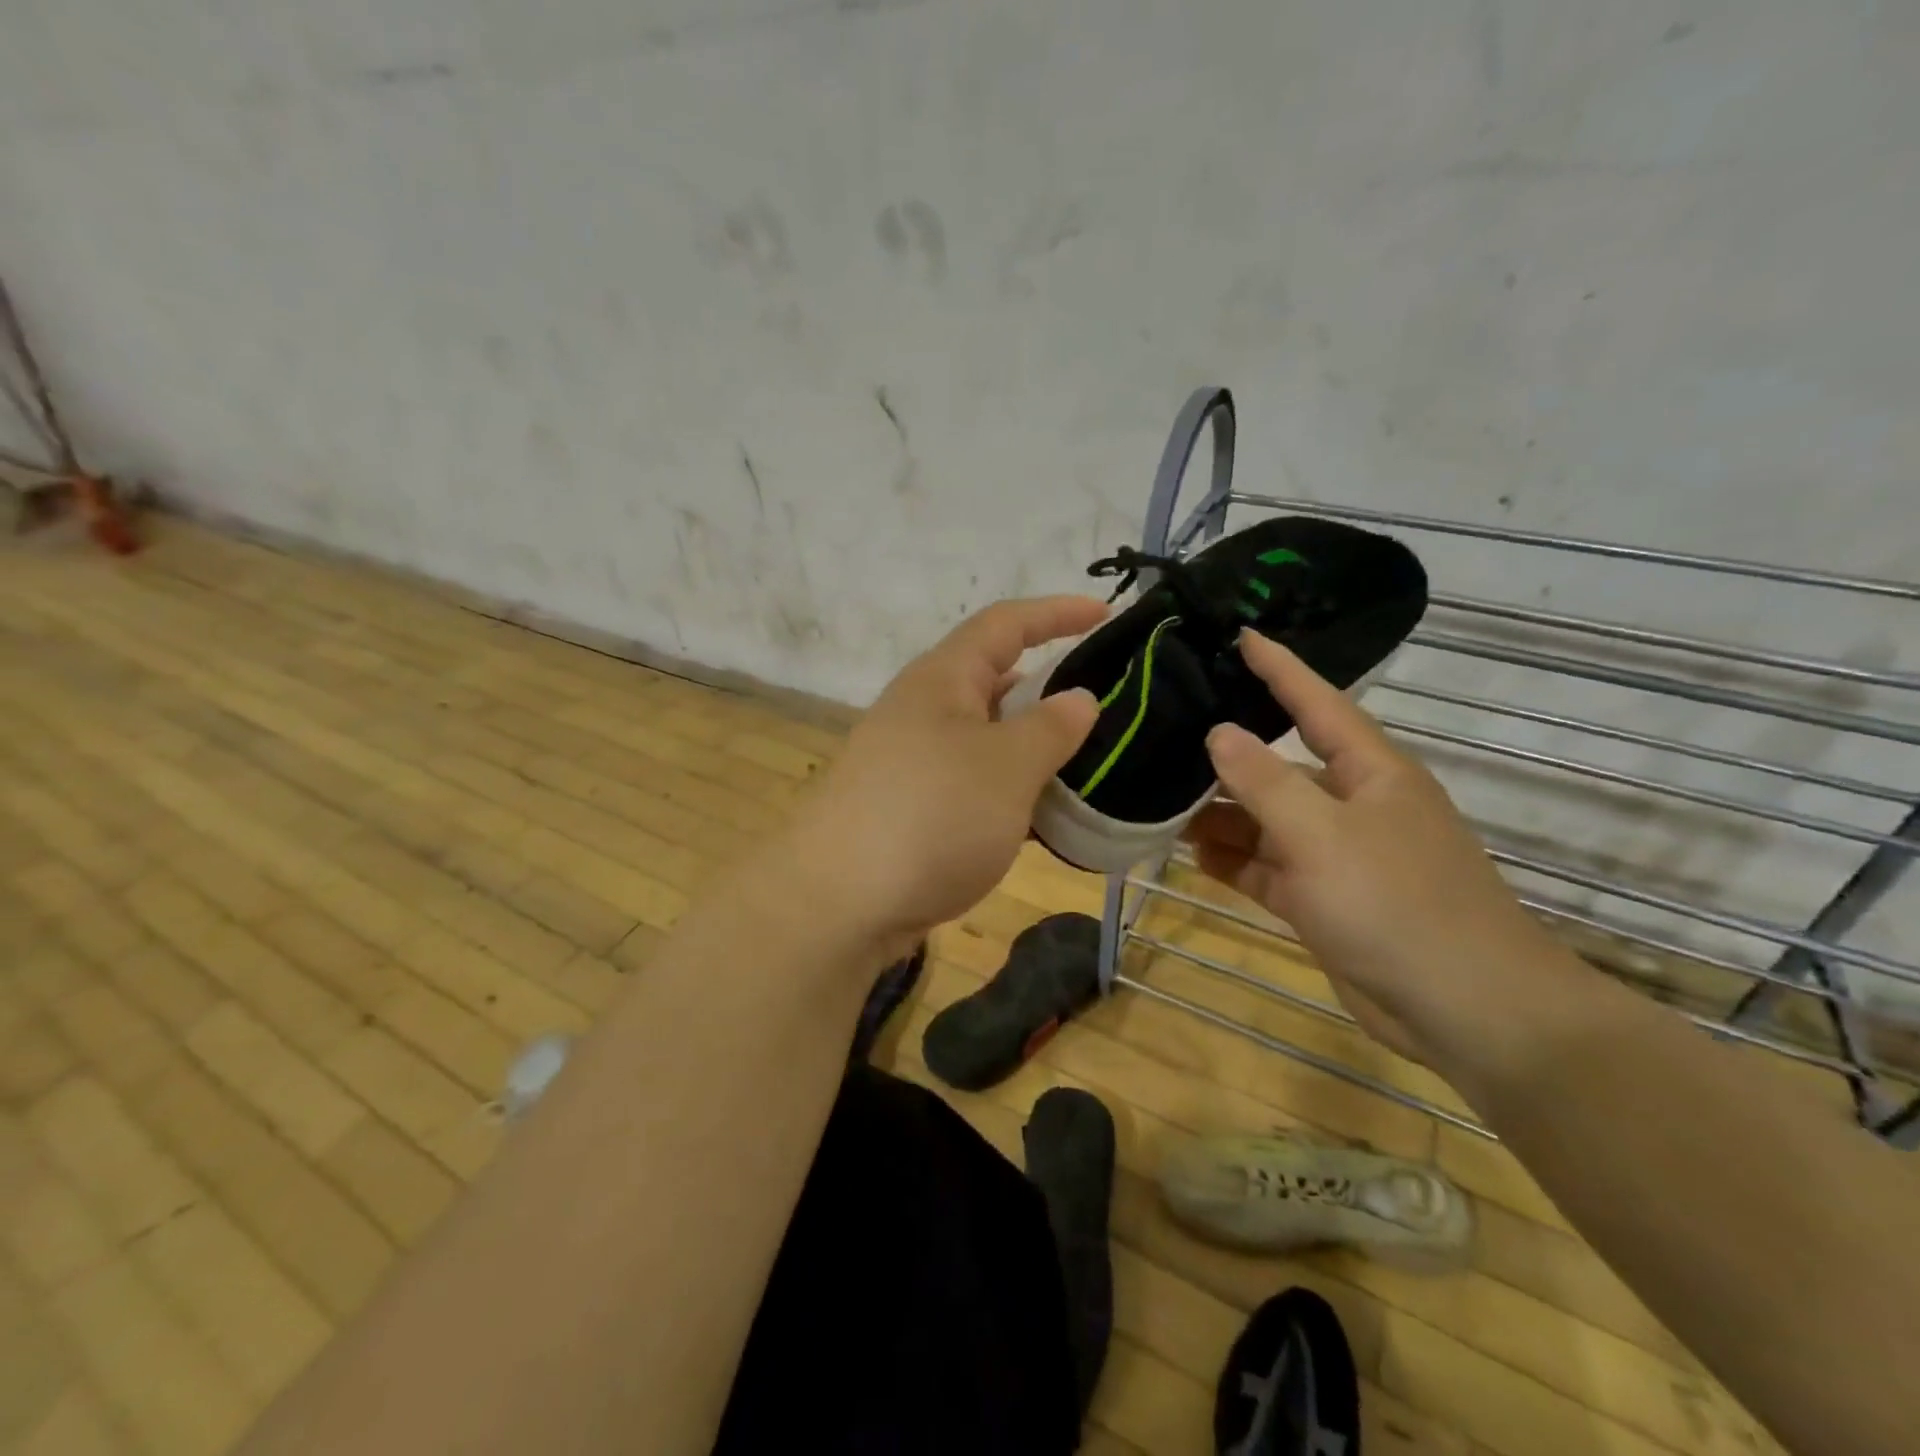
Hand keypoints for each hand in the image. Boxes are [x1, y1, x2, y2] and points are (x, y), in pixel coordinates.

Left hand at [786, 597, 1103, 959]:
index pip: (1005, 625)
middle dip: (1049, 688)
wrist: (839, 905)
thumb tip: (1078, 698)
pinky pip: (975, 786)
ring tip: (1088, 765)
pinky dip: (1013, 793)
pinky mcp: (911, 811)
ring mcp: (913, 764)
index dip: (1056, 612)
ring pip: (988, 740)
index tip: (1106, 613)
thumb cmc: (931, 815)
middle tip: (1104, 706)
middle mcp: (922, 712)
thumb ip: (1051, 727)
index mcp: (942, 680)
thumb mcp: (1007, 766)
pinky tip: (1045, 819)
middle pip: (995, 681)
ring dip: (1034, 749)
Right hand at [1186, 630, 1562, 1063]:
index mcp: (1371, 772)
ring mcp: (1336, 856)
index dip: (1280, 668)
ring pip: (1267, 821)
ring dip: (1222, 816)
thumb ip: (1265, 782)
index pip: (1317, 703)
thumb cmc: (1398, 905)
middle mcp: (1353, 805)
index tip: (1240, 636)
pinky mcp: (1323, 901)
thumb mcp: (1322, 835)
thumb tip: (1219, 733)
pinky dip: (1234, 861)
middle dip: (1227, 756)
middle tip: (1165, 735)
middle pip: (1281, 766)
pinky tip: (1191, 854)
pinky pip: (1267, 868)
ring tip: (1161, 802)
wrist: (1466, 1011)